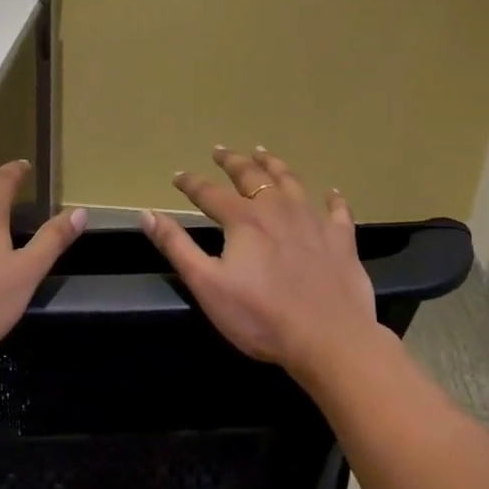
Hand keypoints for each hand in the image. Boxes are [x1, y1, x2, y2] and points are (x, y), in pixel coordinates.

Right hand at [140, 146, 376, 379]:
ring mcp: (313, 221)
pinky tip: (332, 193)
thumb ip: (177, 246)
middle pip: (252, 176)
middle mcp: (278, 209)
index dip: (191, 183)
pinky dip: (333, 199)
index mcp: (243, 220)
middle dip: (233, 161)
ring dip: (275, 165)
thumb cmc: (261, 316)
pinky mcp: (341, 240)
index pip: (209, 193)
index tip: (178, 175)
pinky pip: (338, 211)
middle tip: (221, 150)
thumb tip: (147, 214)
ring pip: (292, 182)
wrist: (329, 338)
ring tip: (264, 153)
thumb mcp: (207, 285)